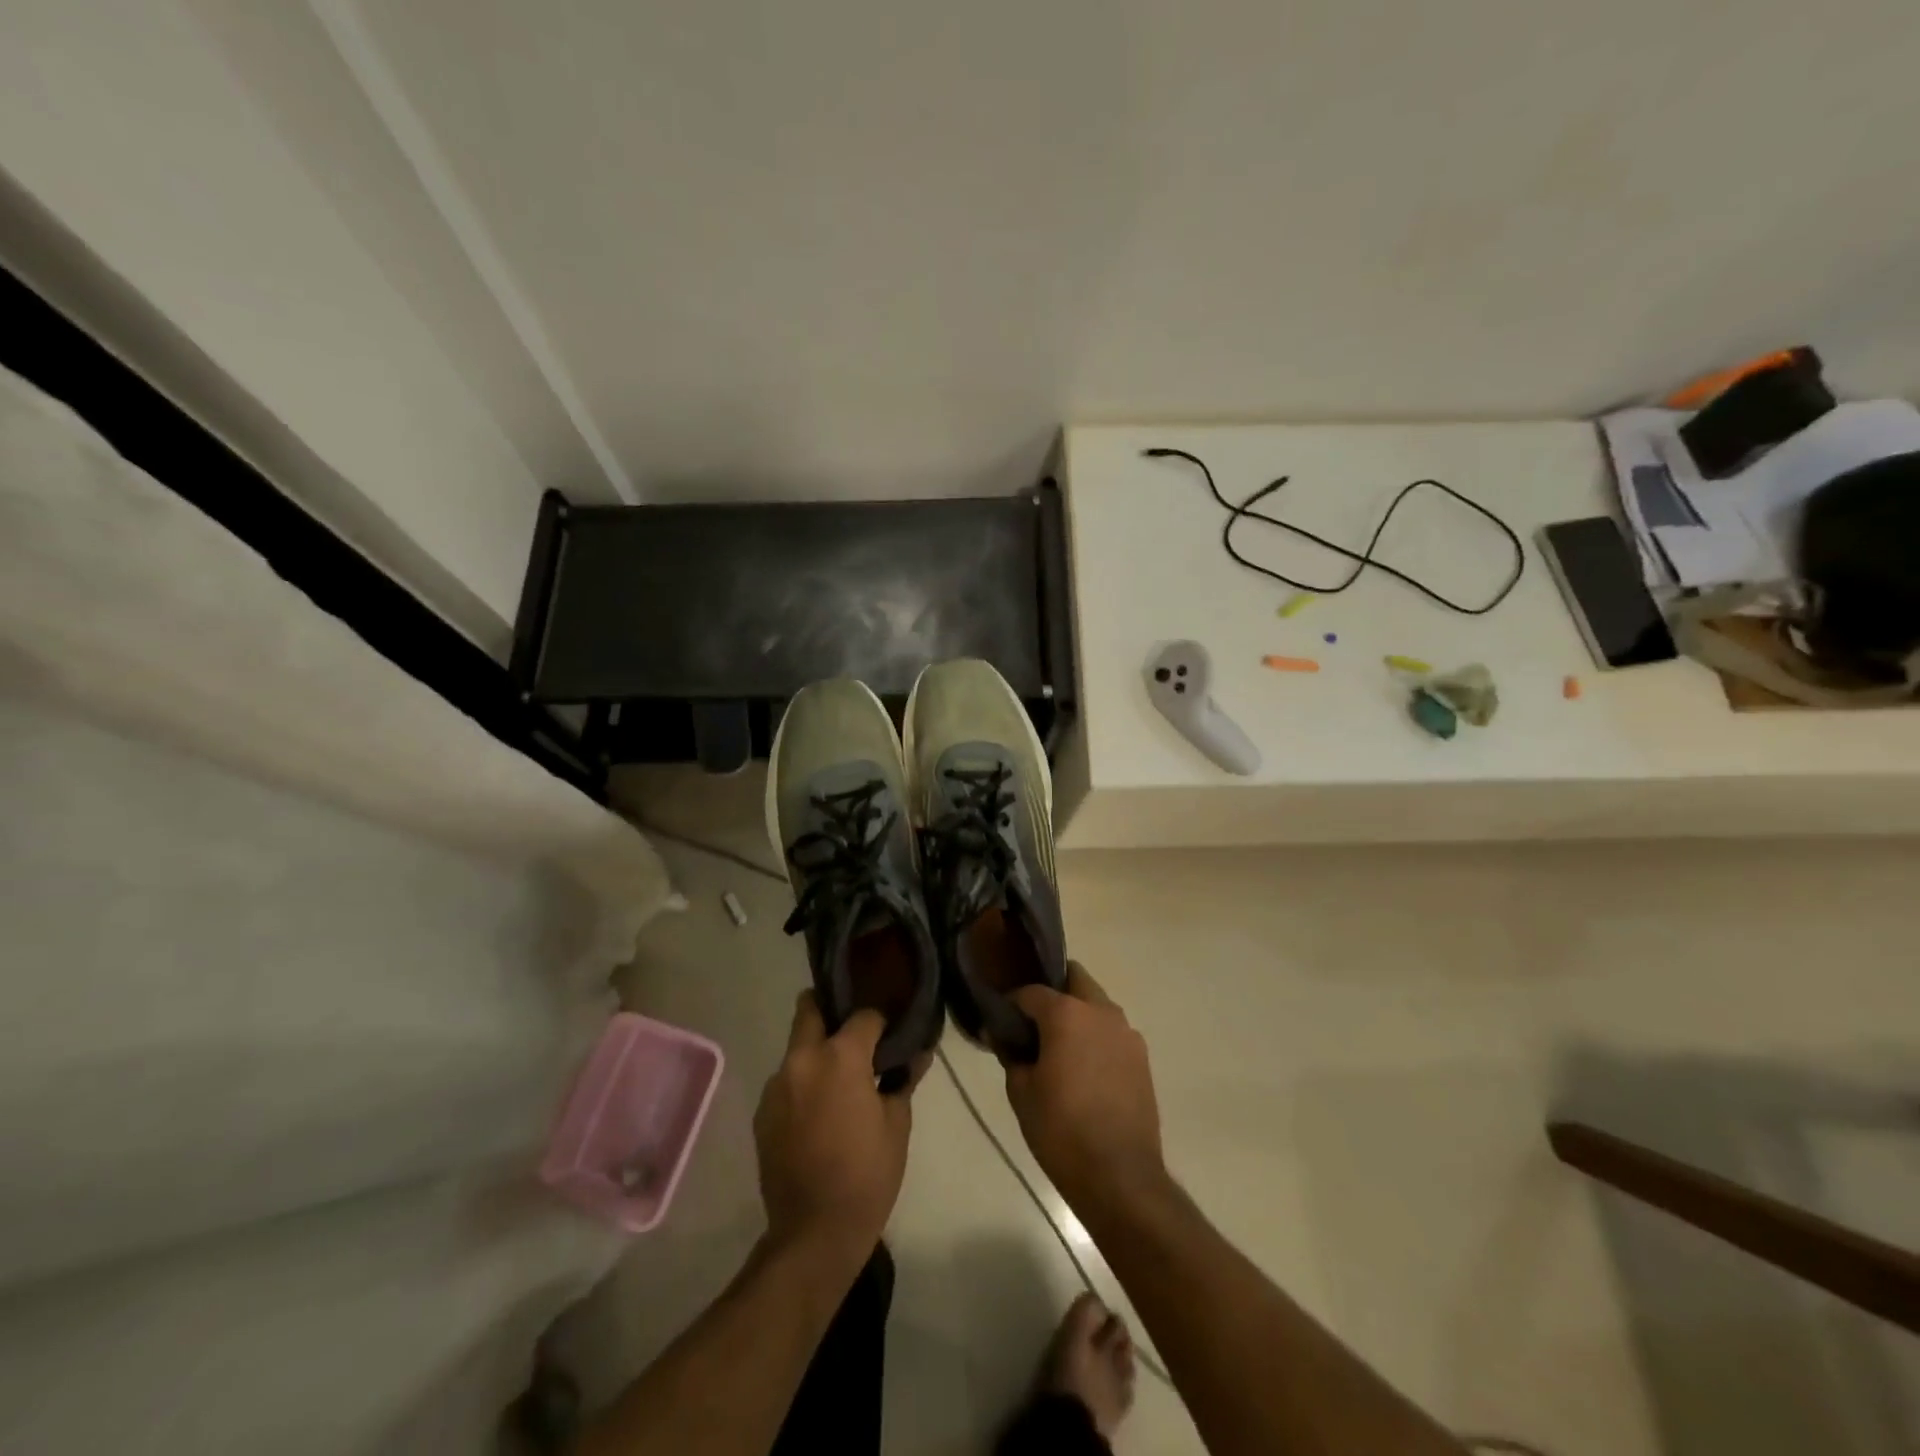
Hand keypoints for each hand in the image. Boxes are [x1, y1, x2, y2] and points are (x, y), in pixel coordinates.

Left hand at [753, 993, 914, 1271]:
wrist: (814, 1232)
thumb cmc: (867, 1174)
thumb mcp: (897, 1124)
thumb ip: (904, 1080)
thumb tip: (918, 1053)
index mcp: (840, 1057)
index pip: (863, 1016)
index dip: (880, 1023)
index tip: (889, 1036)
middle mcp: (802, 1060)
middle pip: (810, 1010)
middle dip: (830, 1010)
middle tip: (853, 1032)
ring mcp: (777, 1086)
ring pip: (797, 1048)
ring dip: (816, 1052)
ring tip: (838, 1081)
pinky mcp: (763, 1112)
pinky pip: (786, 1081)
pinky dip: (802, 1083)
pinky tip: (818, 1112)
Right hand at [1006, 964, 1165, 1213]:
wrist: (1120, 1176)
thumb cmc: (1061, 1130)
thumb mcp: (1021, 1091)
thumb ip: (1011, 1054)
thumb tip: (1001, 1035)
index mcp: (1067, 1013)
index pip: (1032, 992)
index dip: (1012, 1003)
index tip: (1001, 1020)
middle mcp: (1101, 1011)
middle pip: (1074, 980)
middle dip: (1053, 992)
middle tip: (1033, 1022)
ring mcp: (1126, 1033)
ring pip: (1097, 1004)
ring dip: (1077, 1013)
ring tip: (1059, 1046)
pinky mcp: (1141, 1057)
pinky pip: (1112, 1031)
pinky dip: (1095, 1036)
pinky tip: (1083, 1067)